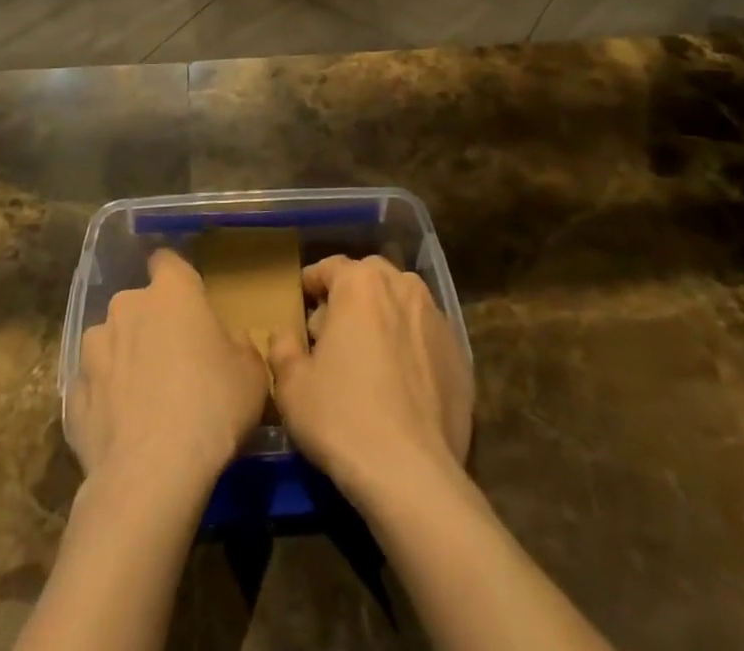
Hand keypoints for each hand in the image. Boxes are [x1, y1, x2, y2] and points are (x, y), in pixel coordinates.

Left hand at [70, 249, 267, 487]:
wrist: (150, 476)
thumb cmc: (212, 406)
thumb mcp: (251, 372)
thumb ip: (237, 344)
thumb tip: (224, 341)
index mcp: (171, 292)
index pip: (167, 260)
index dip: (176, 276)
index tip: (188, 299)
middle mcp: (126, 307)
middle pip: (138, 305)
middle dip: (151, 324)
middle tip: (174, 360)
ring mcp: (92, 351)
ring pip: (111, 343)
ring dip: (124, 359)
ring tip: (143, 400)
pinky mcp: (72, 395)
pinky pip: (94, 387)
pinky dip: (106, 400)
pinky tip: (122, 429)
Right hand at [267, 255, 473, 507]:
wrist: (413, 474)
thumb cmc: (342, 418)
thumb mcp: (292, 387)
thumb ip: (283, 349)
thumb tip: (285, 335)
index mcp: (361, 284)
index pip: (330, 267)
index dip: (312, 282)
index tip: (302, 299)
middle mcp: (403, 287)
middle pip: (370, 279)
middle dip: (351, 296)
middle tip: (333, 331)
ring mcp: (437, 319)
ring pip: (402, 304)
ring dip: (384, 318)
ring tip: (369, 355)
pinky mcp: (460, 355)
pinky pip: (426, 338)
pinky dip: (412, 348)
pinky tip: (401, 385)